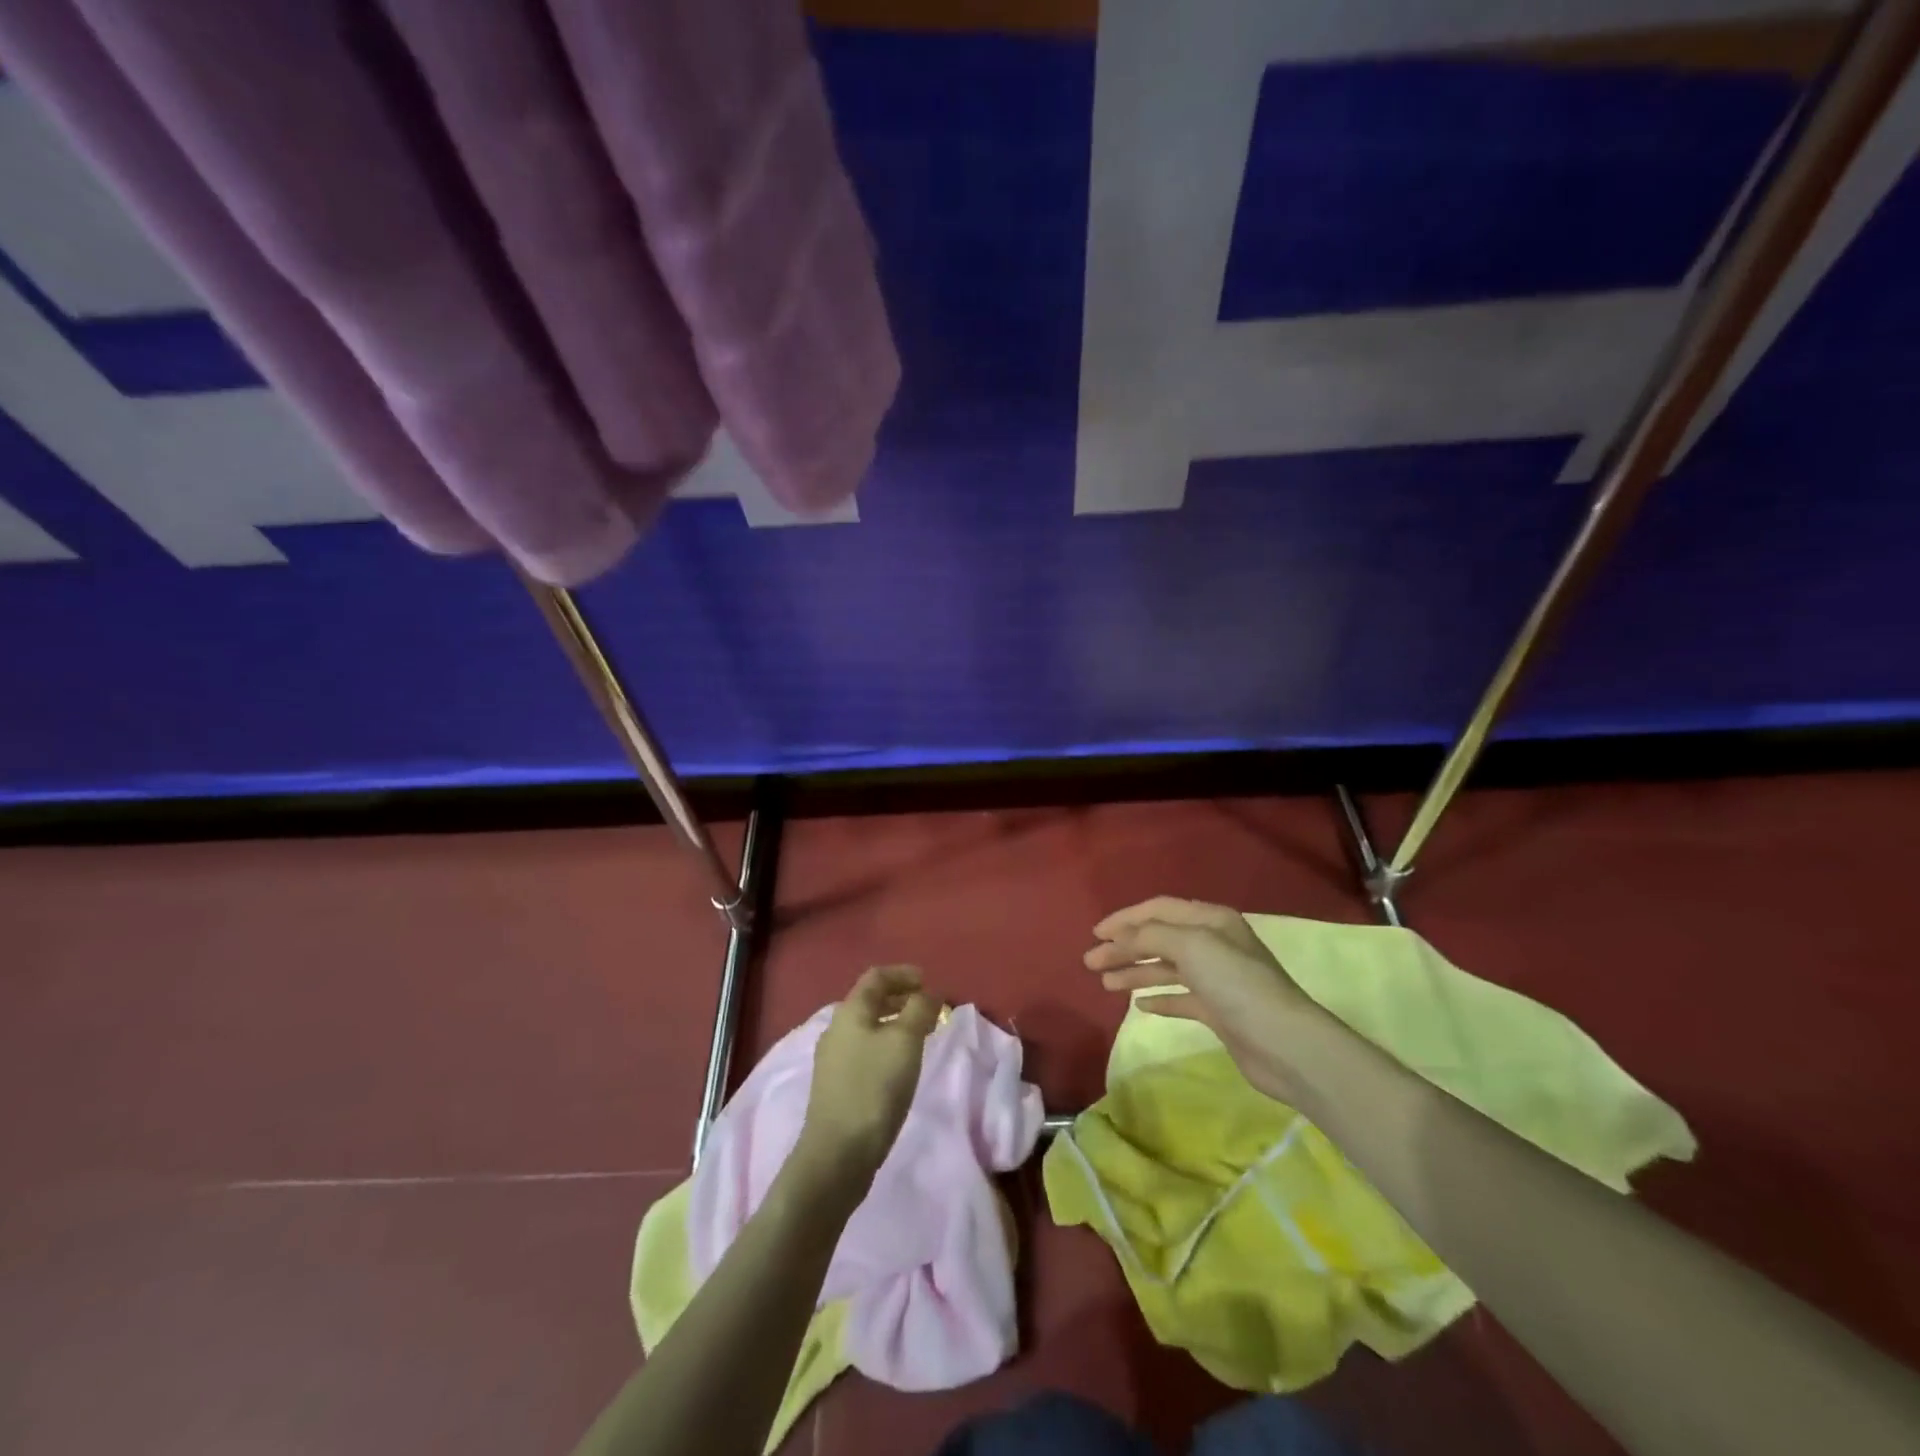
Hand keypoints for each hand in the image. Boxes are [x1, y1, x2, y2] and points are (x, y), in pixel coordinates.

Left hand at [794, 965, 941, 1191]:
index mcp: (850, 1011)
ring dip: (895, 1024)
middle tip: (929, 1008)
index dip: (903, 973)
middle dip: (901, 998)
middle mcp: (836, 1029)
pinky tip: (901, 1066)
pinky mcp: (836, 1087)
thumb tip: (930, 992)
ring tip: (921, 1036)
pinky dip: (886, 1046)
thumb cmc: (874, 1088)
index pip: (876, 977)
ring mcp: (833, 1060)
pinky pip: (865, 1051)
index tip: (928, 981)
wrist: (838, 1154)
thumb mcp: (905, 1041)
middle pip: (870, 1001)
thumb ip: (920, 1009)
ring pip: (868, 1028)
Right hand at [1084, 896, 1327, 1103]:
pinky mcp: (1218, 1011)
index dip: (1125, 919)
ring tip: (1104, 983)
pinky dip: (1158, 998)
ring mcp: (1216, 979)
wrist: (1284, 1044)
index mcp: (1210, 920)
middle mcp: (1213, 944)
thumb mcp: (1191, 946)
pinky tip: (1138, 1005)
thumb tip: (1119, 938)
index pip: (1158, 909)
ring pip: (1165, 968)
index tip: (1096, 933)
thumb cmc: (1236, 984)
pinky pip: (1180, 998)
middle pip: (1158, 939)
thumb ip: (1150, 936)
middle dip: (1124, 948)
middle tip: (1091, 963)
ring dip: (1135, 973)